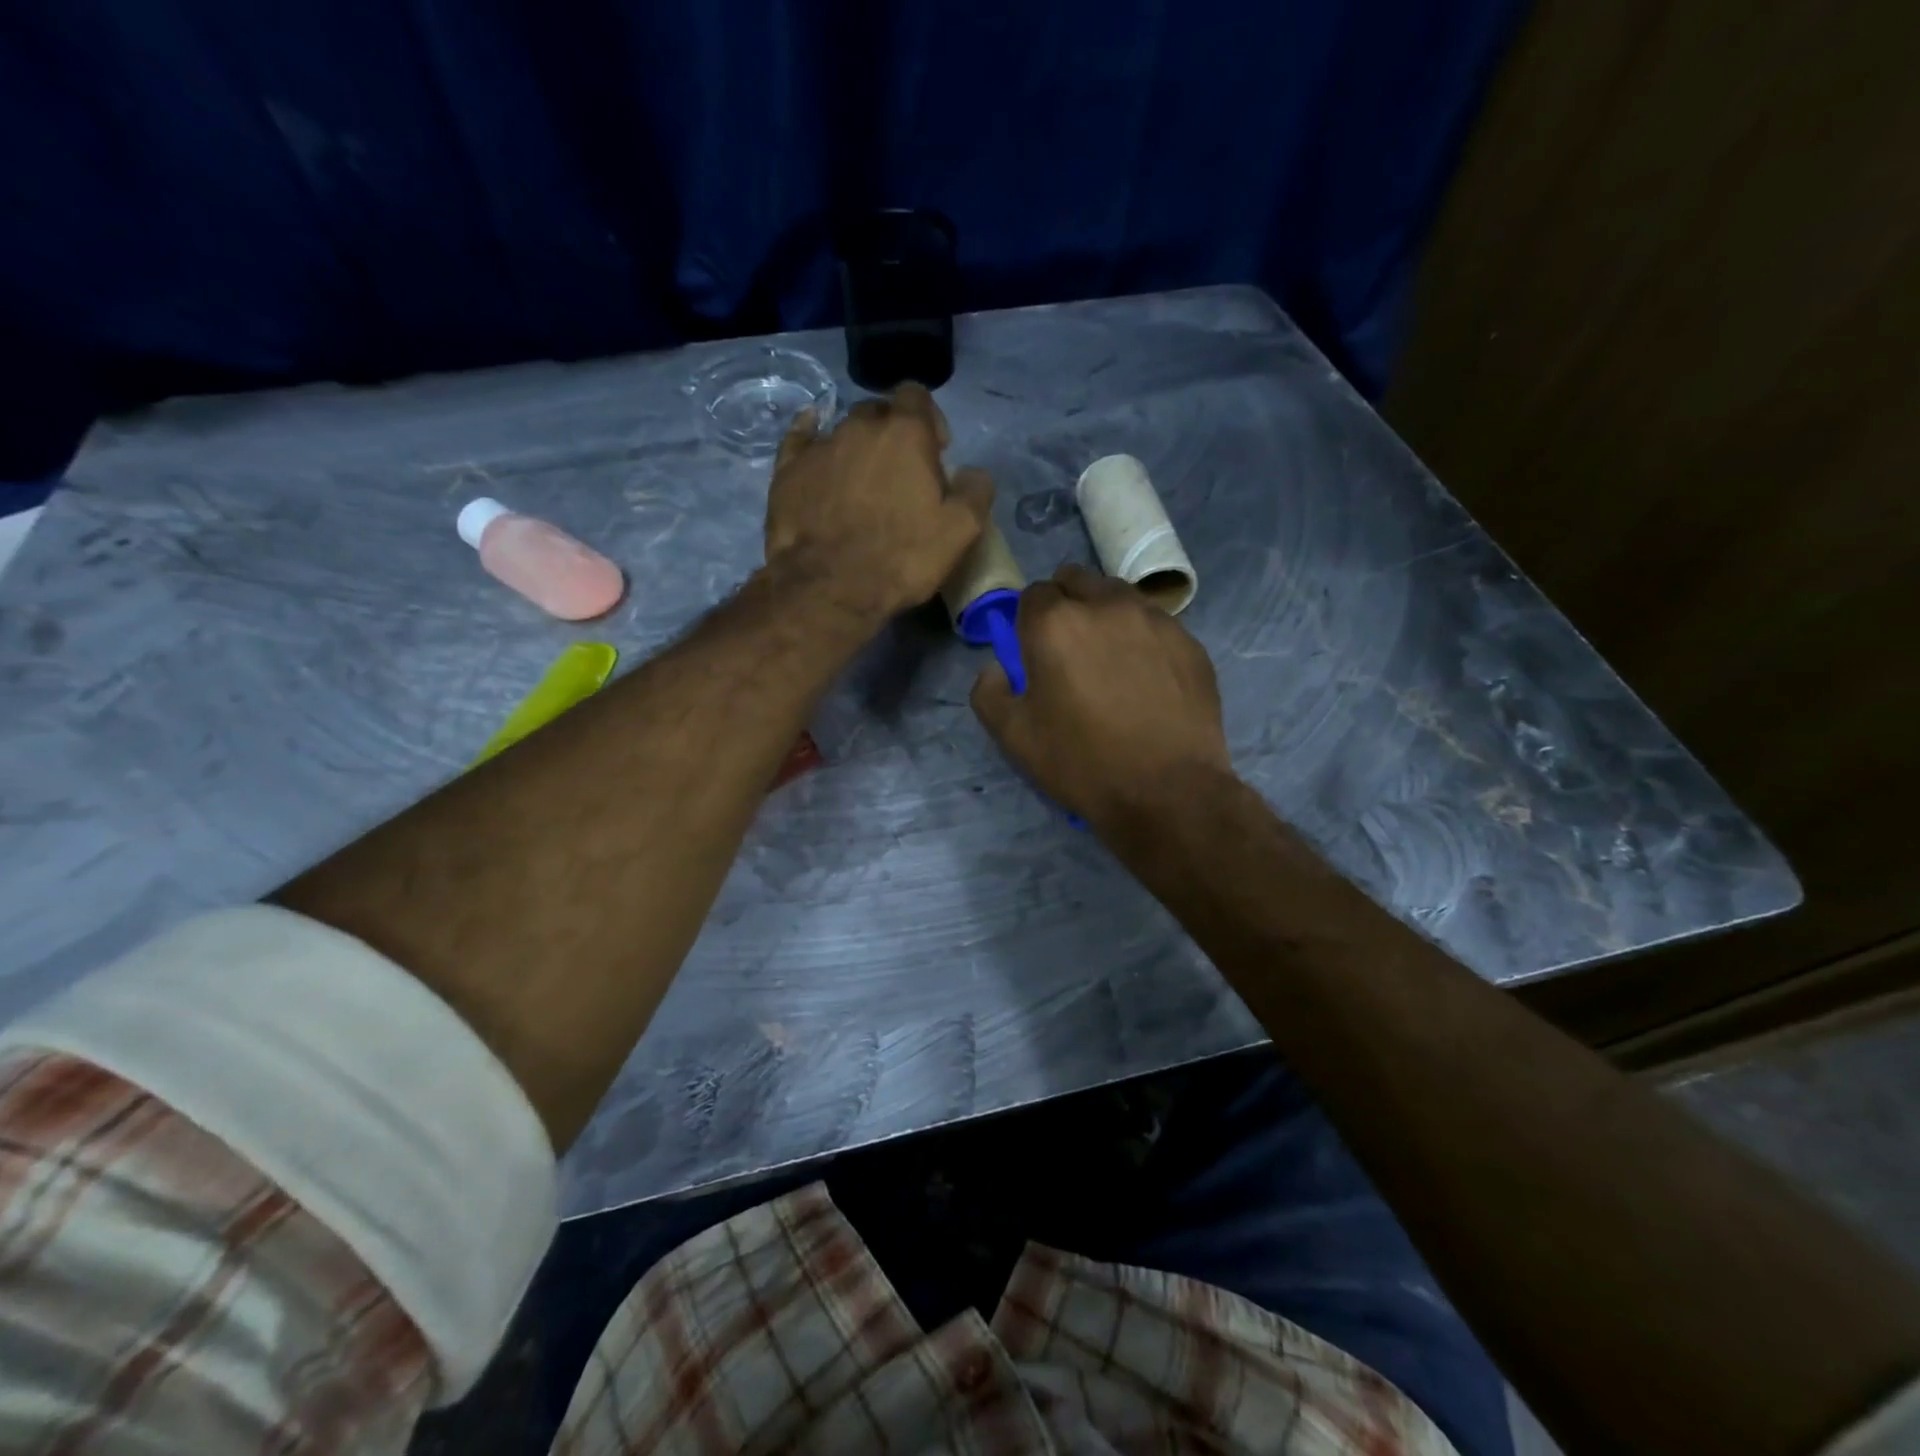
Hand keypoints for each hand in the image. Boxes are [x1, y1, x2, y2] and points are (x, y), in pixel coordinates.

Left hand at [765, 384, 992, 622]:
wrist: (829, 587)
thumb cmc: (901, 557)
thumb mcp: (960, 531)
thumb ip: (976, 491)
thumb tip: (974, 473)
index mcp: (906, 433)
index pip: (917, 396)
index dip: (929, 419)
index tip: (936, 451)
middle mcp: (860, 426)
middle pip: (879, 412)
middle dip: (892, 433)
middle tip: (900, 471)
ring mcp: (820, 446)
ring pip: (843, 429)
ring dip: (858, 446)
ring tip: (862, 482)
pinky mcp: (788, 469)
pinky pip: (800, 439)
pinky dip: (810, 438)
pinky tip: (813, 445)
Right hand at [971, 563, 1233, 832]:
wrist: (1169, 792)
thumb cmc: (1082, 763)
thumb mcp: (1014, 737)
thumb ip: (989, 691)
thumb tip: (997, 667)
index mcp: (1056, 623)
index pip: (1034, 594)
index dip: (1030, 620)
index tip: (1035, 650)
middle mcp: (1107, 606)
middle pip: (1078, 581)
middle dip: (1067, 604)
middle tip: (1069, 650)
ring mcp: (1155, 620)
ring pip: (1120, 597)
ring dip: (1106, 615)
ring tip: (1111, 661)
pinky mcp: (1190, 642)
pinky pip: (1156, 625)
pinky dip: (1143, 639)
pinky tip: (1147, 679)